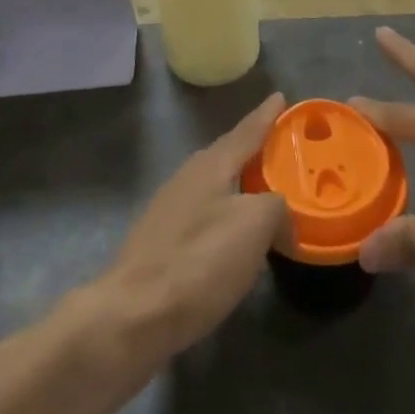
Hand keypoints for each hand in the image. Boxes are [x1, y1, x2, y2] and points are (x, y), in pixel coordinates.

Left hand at [92, 94, 289, 358]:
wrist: (132, 317)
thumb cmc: (198, 261)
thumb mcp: (253, 226)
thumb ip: (277, 208)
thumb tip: (282, 215)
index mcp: (211, 164)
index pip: (247, 131)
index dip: (267, 115)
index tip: (281, 96)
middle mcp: (188, 177)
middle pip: (228, 155)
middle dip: (254, 149)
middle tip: (281, 147)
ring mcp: (170, 210)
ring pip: (216, 186)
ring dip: (240, 185)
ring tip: (265, 192)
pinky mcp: (161, 243)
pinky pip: (205, 215)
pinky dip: (226, 216)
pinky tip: (235, 236)